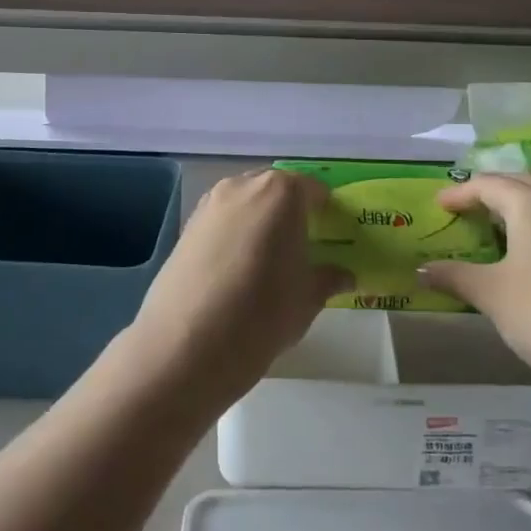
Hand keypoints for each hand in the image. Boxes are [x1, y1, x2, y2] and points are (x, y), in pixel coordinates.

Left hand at [128, 170, 347, 405]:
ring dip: (260, 222)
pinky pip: (222, 221)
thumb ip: (328, 278)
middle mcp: (244, 186)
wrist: (186, 344)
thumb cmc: (262, 313)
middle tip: (301, 247)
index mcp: (282, 192)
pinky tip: (237, 271)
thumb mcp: (307, 299)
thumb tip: (344, 275)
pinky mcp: (186, 226)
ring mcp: (210, 204)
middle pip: (276, 190)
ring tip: (268, 260)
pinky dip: (234, 235)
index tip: (331, 235)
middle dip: (290, 212)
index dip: (326, 211)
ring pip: (246, 203)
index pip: (313, 189)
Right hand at [419, 173, 530, 394]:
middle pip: (521, 183)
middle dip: (491, 190)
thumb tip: (422, 270)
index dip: (459, 193)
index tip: (439, 204)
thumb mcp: (491, 294)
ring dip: (518, 206)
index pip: (488, 184)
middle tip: (467, 206)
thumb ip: (454, 276)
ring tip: (496, 226)